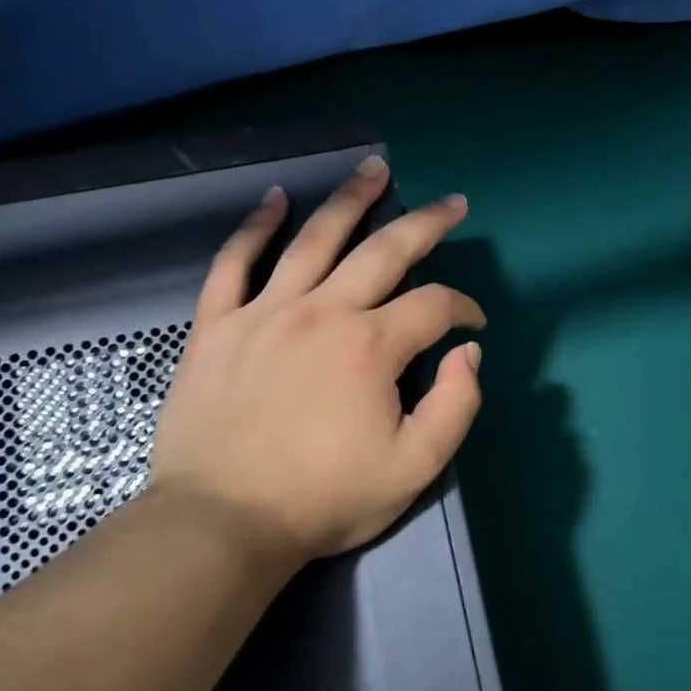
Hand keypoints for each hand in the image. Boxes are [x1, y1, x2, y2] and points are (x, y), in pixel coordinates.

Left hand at [150, 155, 485, 571]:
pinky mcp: (217, 326)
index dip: (464, 309)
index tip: (472, 325)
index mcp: (371, 346)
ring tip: (373, 168)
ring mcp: (264, 312)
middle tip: (451, 203)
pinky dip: (254, 227)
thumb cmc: (325, 499)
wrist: (222, 522)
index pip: (434, 306)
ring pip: (314, 239)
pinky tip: (274, 200)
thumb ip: (457, 405)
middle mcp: (322, 312)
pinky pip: (234, 263)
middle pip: (384, 251)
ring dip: (349, 200)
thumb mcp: (415, 467)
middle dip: (426, 224)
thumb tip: (467, 352)